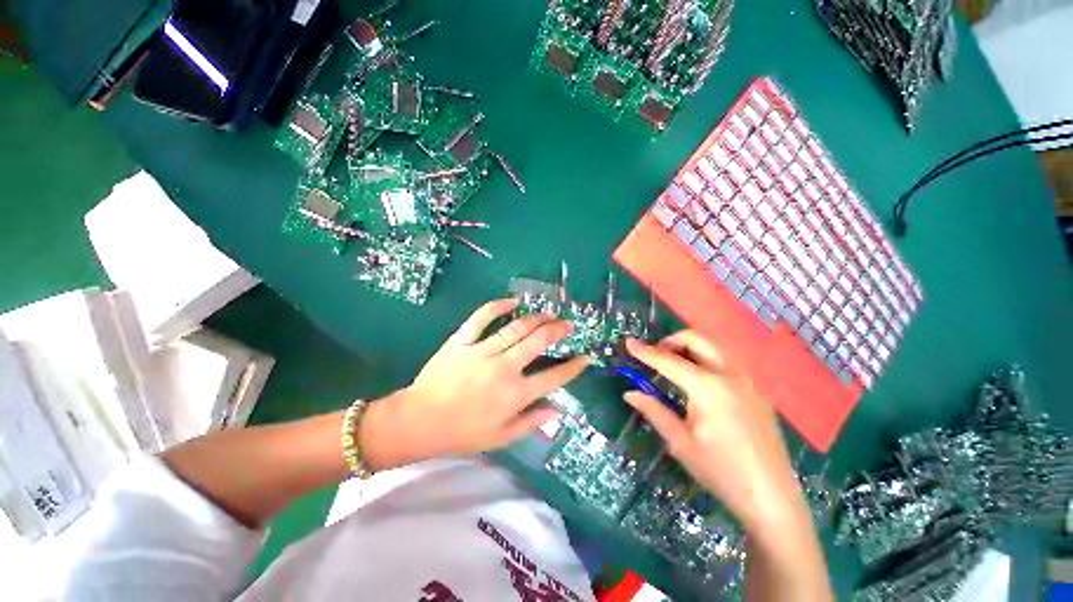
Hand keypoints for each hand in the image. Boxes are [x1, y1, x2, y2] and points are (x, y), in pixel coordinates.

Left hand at [361, 299, 587, 469]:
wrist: (419, 421)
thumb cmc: (462, 433)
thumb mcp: (501, 437)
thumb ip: (532, 422)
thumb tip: (558, 410)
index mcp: (515, 395)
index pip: (553, 377)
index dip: (573, 367)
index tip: (585, 357)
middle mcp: (504, 369)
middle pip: (537, 342)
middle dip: (557, 330)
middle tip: (567, 323)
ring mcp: (482, 351)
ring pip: (516, 328)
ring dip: (536, 318)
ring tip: (548, 313)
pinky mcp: (462, 340)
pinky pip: (481, 318)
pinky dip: (497, 307)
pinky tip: (512, 302)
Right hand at [622, 333, 803, 532]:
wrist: (773, 499)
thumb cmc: (722, 472)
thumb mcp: (680, 442)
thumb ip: (654, 411)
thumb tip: (630, 393)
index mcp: (707, 386)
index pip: (668, 361)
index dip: (645, 351)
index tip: (628, 343)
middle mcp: (729, 374)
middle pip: (697, 339)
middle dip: (672, 340)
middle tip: (656, 357)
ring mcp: (748, 380)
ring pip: (714, 346)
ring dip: (690, 347)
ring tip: (674, 366)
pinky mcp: (757, 391)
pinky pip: (727, 361)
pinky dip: (707, 359)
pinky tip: (700, 382)